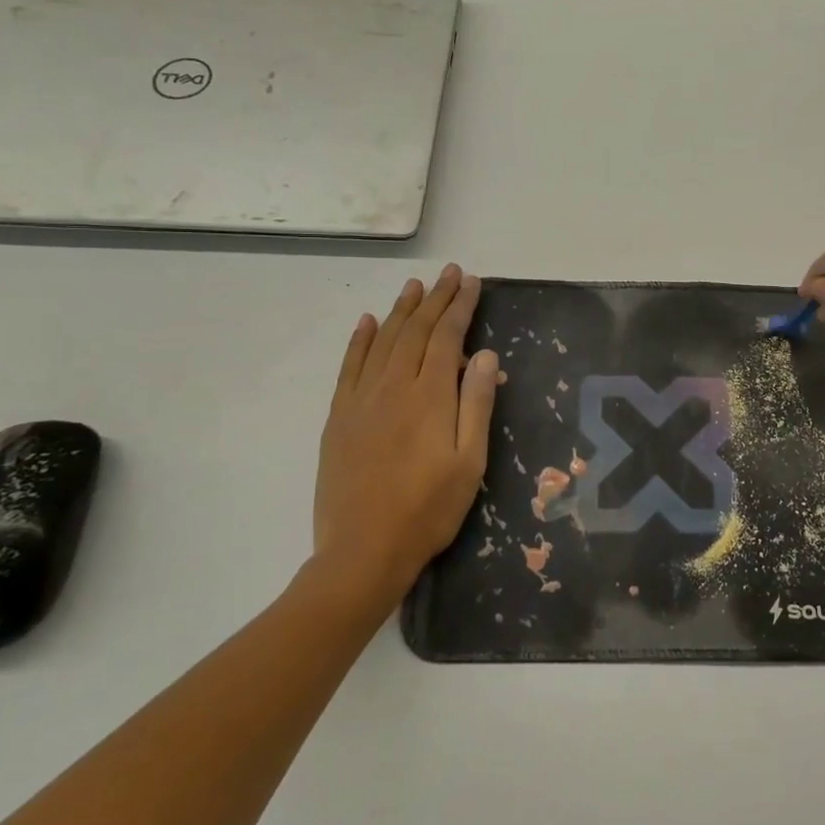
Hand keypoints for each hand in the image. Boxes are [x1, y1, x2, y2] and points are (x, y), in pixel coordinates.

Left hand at [311, 264, 500, 606]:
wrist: (363, 551)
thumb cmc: (429, 510)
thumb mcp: (470, 462)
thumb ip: (477, 404)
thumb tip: (486, 355)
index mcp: (430, 397)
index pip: (447, 338)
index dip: (460, 307)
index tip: (472, 282)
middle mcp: (393, 388)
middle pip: (416, 331)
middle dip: (435, 299)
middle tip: (450, 273)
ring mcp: (361, 401)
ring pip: (383, 342)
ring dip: (401, 310)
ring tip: (415, 286)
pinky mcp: (339, 418)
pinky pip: (350, 367)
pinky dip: (360, 341)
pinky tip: (368, 323)